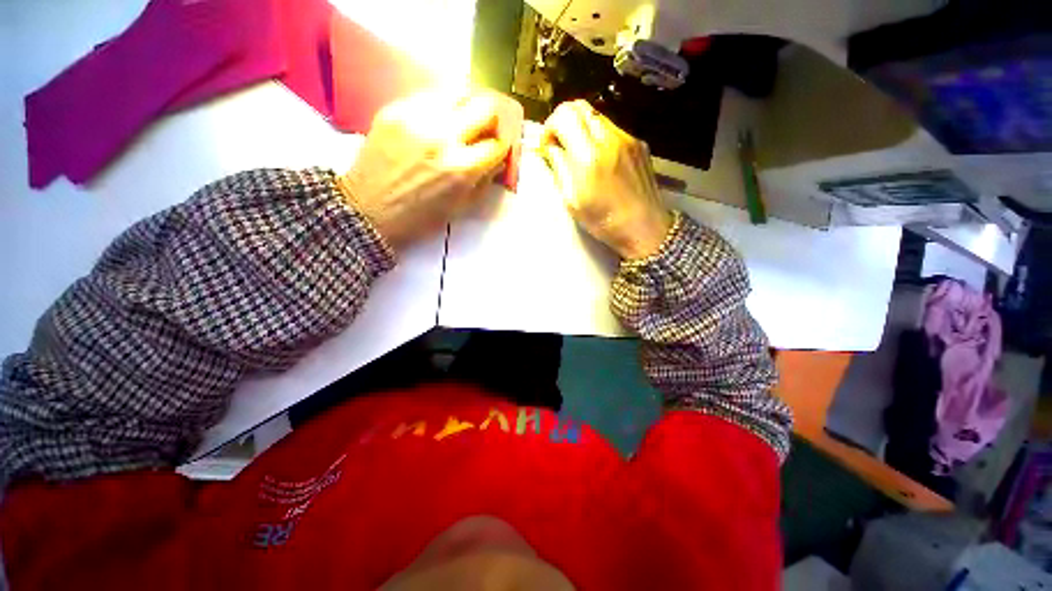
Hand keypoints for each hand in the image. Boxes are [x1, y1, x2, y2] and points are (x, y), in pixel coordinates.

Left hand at [338, 90, 510, 250]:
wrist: (367, 209)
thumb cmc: (419, 218)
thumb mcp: (460, 208)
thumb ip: (484, 182)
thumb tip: (497, 160)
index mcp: (461, 169)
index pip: (497, 144)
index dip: (500, 149)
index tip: (494, 152)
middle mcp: (443, 137)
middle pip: (486, 108)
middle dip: (489, 123)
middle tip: (480, 134)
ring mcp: (417, 118)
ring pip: (459, 92)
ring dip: (465, 110)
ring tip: (457, 125)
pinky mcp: (395, 109)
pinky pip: (429, 96)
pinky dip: (439, 109)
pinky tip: (432, 125)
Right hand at [541, 100, 671, 259]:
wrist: (644, 228)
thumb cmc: (603, 221)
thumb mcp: (572, 201)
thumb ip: (559, 168)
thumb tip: (550, 147)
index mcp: (589, 156)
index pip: (564, 115)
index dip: (550, 126)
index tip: (548, 146)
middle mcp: (610, 139)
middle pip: (581, 107)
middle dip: (564, 122)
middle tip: (560, 145)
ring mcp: (628, 139)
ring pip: (597, 117)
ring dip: (582, 129)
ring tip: (580, 154)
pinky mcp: (640, 144)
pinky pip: (613, 129)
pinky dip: (599, 138)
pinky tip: (601, 161)